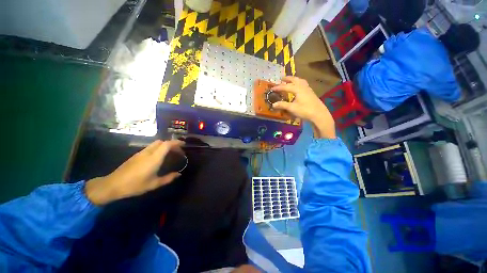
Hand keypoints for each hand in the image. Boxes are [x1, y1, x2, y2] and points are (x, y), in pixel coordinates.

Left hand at [85, 140, 184, 204]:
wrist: (112, 185)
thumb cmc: (135, 185)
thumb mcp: (154, 184)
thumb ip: (168, 178)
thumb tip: (179, 174)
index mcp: (154, 158)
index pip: (167, 144)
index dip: (176, 142)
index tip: (184, 145)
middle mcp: (148, 152)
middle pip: (162, 142)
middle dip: (171, 144)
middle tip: (178, 151)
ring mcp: (141, 153)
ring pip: (156, 144)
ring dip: (165, 146)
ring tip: (170, 154)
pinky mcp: (136, 155)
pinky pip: (151, 148)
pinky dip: (159, 149)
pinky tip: (159, 157)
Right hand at [271, 76, 335, 138]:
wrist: (319, 114)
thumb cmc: (305, 110)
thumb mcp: (292, 108)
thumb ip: (282, 105)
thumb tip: (273, 104)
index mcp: (298, 89)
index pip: (286, 87)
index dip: (278, 87)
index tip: (272, 88)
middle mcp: (303, 87)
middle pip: (295, 80)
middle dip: (288, 79)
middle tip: (282, 78)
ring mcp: (308, 89)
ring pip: (301, 81)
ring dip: (294, 80)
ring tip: (290, 81)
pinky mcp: (311, 93)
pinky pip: (304, 84)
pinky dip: (299, 83)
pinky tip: (298, 87)